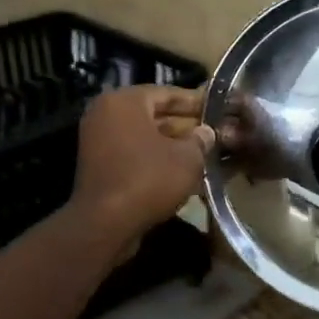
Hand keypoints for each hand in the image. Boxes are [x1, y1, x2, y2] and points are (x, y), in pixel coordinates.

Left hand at [71, 86, 214, 240]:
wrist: (106, 224)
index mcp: (124, 101)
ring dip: (175, 145)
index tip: (218, 108)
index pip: (168, 93)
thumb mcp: (188, 158)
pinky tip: (185, 171)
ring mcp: (100, 141)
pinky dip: (158, 160)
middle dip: (187, 125)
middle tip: (215, 132)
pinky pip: (135, 155)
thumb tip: (206, 133)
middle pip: (155, 115)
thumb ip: (200, 140)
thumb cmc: (149, 179)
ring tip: (205, 152)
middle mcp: (106, 114)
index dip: (197, 102)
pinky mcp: (100, 167)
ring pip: (146, 137)